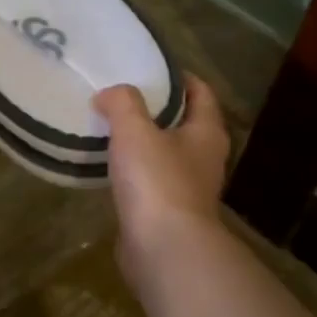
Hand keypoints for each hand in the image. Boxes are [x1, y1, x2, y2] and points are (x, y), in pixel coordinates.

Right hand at [93, 76, 230, 286]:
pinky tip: (110, 166)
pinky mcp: (168, 213)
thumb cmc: (157, 181)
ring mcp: (188, 189)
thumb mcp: (135, 130)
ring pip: (166, 154)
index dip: (181, 77)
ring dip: (144, 141)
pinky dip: (134, 171)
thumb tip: (109, 93)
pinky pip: (150, 181)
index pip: (201, 93)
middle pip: (185, 123)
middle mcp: (204, 159)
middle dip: (158, 109)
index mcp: (206, 133)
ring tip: (111, 127)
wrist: (164, 248)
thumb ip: (122, 103)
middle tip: (124, 95)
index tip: (153, 67)